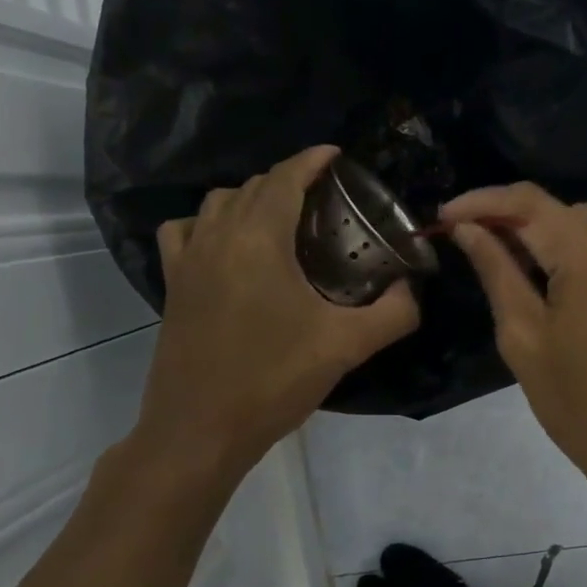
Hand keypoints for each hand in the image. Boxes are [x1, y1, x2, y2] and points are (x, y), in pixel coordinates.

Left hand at [128, 146, 419, 474]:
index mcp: (259, 239)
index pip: (285, 178)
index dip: (312, 160)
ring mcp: (188, 260)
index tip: (337, 155)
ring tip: (281, 219)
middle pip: (253, 186)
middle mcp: (217, 236)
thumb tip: (414, 290)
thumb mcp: (346, 346)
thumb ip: (393, 312)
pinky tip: (226, 246)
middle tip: (325, 199)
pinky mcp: (172, 285)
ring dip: (250, 198)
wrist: (200, 430)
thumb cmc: (273, 380)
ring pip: (217, 204)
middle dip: (289, 180)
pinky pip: (184, 232)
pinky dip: (207, 224)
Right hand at [441, 184, 586, 509]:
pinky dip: (575, 252)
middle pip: (558, 211)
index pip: (528, 202)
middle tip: (470, 244)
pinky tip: (552, 280)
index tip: (445, 216)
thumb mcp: (524, 338)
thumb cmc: (580, 404)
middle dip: (511, 220)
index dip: (481, 201)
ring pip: (584, 226)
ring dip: (544, 236)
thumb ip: (496, 272)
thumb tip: (468, 229)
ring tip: (507, 265)